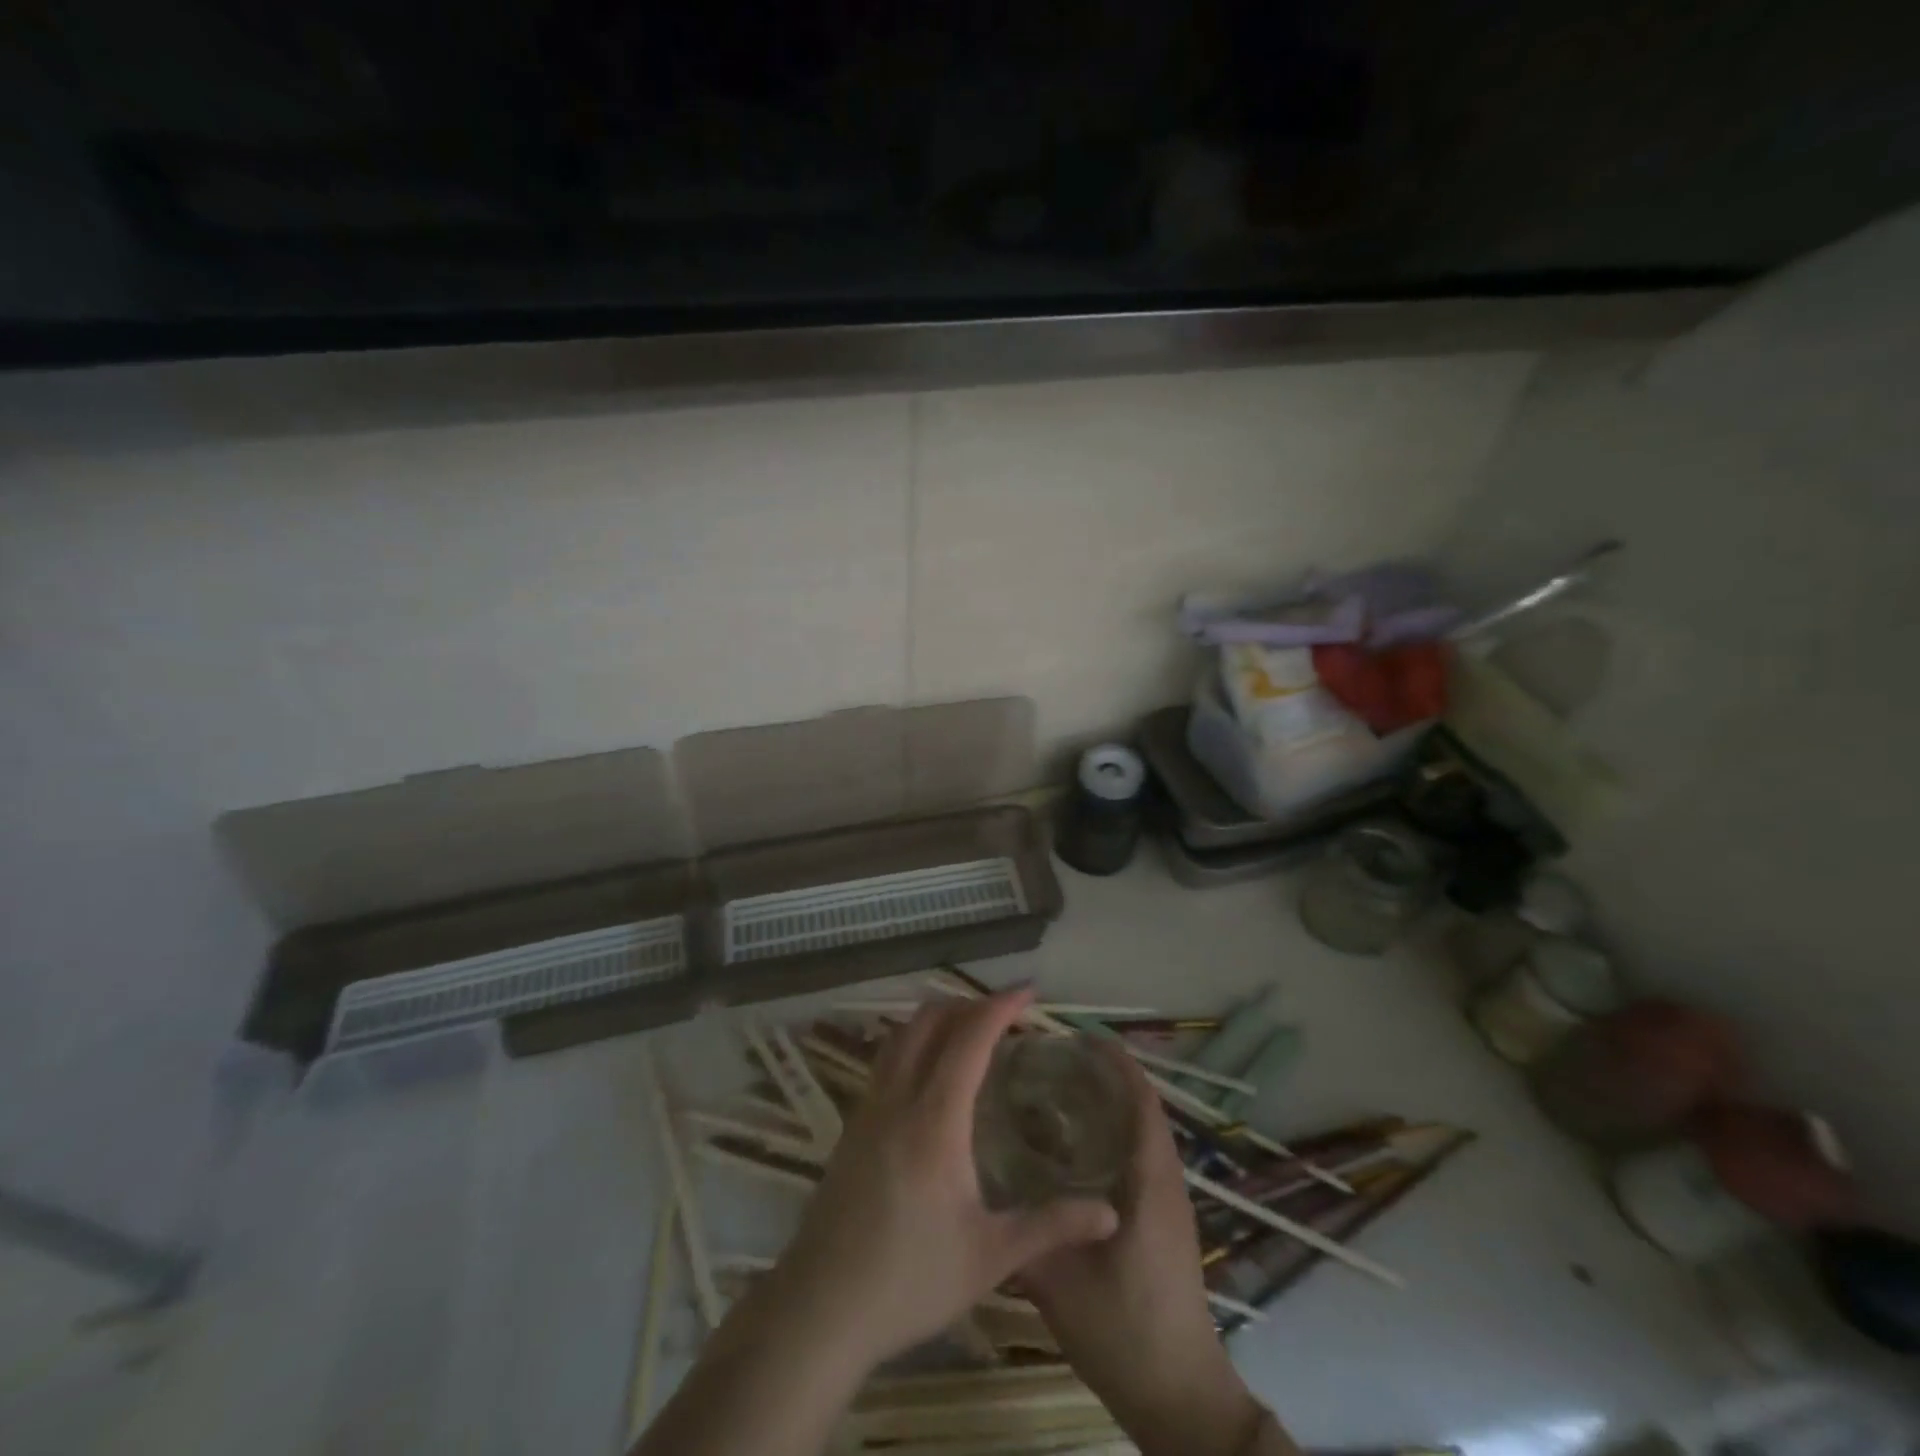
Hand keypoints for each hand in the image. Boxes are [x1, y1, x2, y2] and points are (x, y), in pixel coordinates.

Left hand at [771, 988, 1120, 1369]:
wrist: (821, 1308)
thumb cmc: (911, 1280)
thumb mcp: (990, 1257)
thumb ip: (1051, 1227)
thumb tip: (1110, 1213)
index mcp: (935, 1118)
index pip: (969, 1038)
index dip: (1000, 1006)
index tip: (1029, 992)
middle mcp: (898, 1097)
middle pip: (930, 1021)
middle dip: (969, 1005)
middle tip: (1006, 1013)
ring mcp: (868, 1108)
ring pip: (902, 1035)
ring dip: (938, 1018)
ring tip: (971, 1030)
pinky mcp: (852, 1125)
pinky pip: (886, 1059)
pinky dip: (915, 1042)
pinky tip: (931, 1072)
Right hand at [1020, 1048, 1267, 1455]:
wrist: (1180, 1398)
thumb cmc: (1124, 1332)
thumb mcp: (1059, 1284)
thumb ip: (1022, 1233)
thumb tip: (979, 1187)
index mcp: (1150, 1181)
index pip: (1141, 1101)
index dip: (1115, 1063)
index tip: (1075, 1036)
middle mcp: (1165, 1181)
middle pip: (1142, 1108)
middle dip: (1104, 1076)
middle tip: (1052, 1059)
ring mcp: (1168, 1203)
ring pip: (1142, 1132)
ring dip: (1110, 1104)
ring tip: (1057, 1089)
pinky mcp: (1163, 1222)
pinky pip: (1140, 1157)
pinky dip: (1113, 1134)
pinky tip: (1073, 1147)